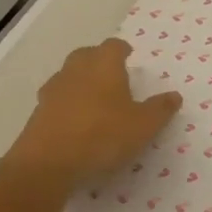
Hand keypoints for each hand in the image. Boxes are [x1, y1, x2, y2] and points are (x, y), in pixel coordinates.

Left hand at [1, 39, 181, 188]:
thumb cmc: (102, 136)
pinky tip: (75, 121)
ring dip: (80, 81)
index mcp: (104, 65)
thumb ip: (160, 109)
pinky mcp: (37, 113)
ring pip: (68, 76)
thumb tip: (174, 96)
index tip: (128, 56)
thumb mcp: (143, 126)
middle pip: (86, 55)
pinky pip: (56, 100)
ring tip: (94, 99)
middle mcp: (76, 71)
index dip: (122, 49)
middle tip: (112, 74)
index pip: (113, 46)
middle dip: (98, 60)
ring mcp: (53, 91)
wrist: (46, 164)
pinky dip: (66, 104)